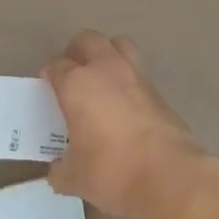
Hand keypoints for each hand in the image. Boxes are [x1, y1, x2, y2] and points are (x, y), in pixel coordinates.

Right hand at [43, 31, 208, 218]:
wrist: (170, 175)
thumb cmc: (112, 170)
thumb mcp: (75, 178)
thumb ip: (61, 170)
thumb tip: (57, 171)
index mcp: (77, 84)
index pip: (57, 66)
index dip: (49, 74)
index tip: (47, 86)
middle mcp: (106, 70)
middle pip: (88, 40)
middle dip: (77, 51)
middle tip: (72, 71)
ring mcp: (137, 76)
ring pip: (119, 45)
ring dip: (108, 53)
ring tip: (102, 77)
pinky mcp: (160, 91)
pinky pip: (139, 71)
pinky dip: (129, 79)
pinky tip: (126, 103)